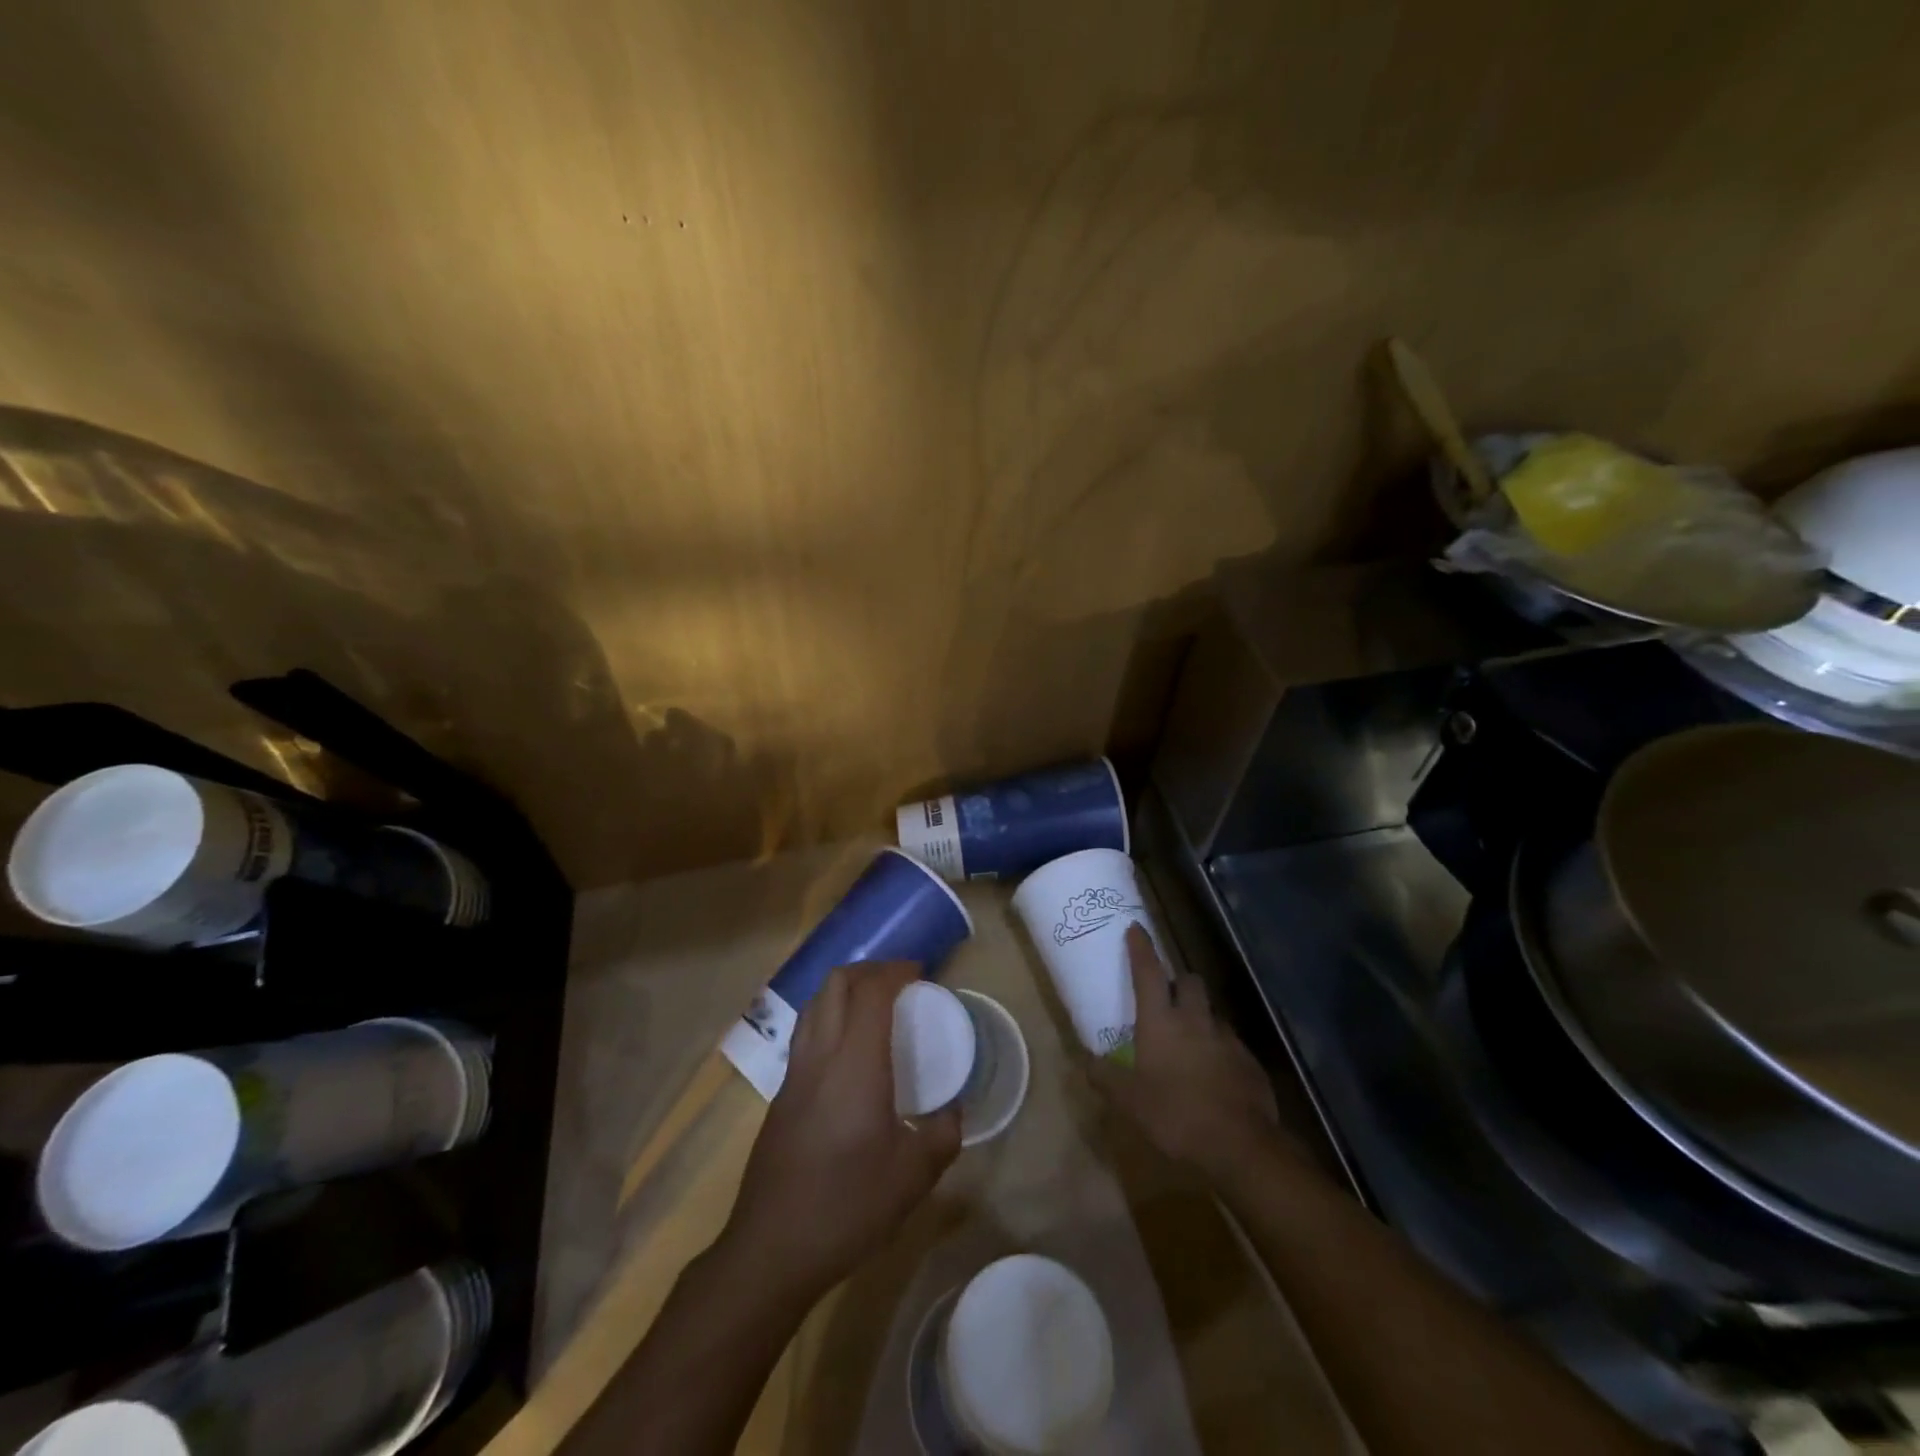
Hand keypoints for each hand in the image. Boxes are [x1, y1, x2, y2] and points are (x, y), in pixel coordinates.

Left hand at [724, 961, 960, 1302]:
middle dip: (869, 969)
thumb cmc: (848, 1206)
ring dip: (844, 990)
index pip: (871, 991)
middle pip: (836, 983)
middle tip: (899, 981)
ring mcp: (793, 1074)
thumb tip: (952, 1111)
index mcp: (855, 1064)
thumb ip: (943, 1134)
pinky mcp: (780, 1095)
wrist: (771, 1249)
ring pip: (814, 1004)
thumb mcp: (914, 1176)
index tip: (921, 973)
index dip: (896, 971)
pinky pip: (805, 1033)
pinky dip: (829, 1018)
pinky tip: (848, 1051)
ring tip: (873, 1006)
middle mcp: (820, 1055)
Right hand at [1090, 923, 1283, 1179]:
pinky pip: (1230, 1043)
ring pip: (1211, 1012)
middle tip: (1166, 996)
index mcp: (1161, 1021)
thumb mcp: (1129, 1101)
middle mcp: (1195, 1019)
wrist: (1242, 1147)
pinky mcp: (1249, 1062)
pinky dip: (1219, 1048)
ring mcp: (1227, 1039)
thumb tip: (1081, 1059)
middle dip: (1178, 981)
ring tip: (1189, 1039)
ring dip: (1199, 1016)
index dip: (1141, 948)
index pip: (1148, 972)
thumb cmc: (1176, 1116)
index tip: (1136, 928)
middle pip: (1189, 981)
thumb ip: (1104, 1077)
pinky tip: (1213, 1072)